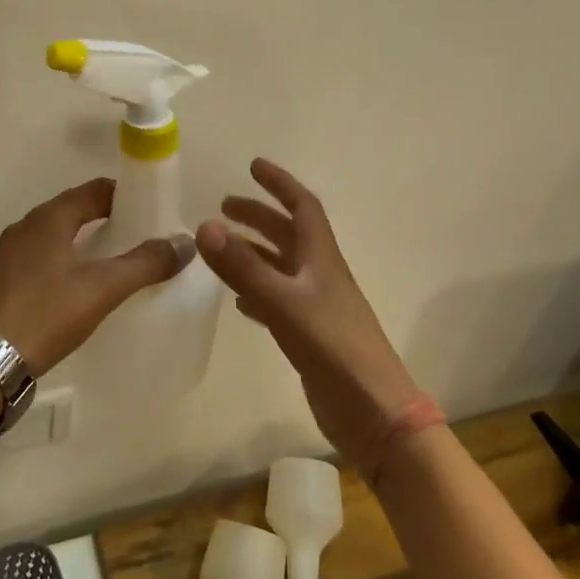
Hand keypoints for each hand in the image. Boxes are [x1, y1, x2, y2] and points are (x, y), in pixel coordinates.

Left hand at [0, 178, 192, 376]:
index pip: (94, 190)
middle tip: (138, 235)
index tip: (150, 209)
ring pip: (56, 233)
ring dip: (84, 238)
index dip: (124, 194)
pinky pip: (42, 255)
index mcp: (49, 218)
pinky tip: (78, 284)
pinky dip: (66, 258)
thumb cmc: (45, 314)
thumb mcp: (102, 289)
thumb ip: (144, 264)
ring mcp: (10, 253)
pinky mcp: (2, 279)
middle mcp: (26, 226)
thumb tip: (184, 244)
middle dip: (106, 217)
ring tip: (113, 259)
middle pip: (74, 209)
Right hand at [196, 159, 420, 473]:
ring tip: (221, 249)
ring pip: (281, 267)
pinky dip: (256, 292)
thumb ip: (243, 266)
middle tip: (224, 207)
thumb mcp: (283, 302)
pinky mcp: (310, 336)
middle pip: (288, 233)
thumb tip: (205, 225)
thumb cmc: (333, 348)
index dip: (279, 183)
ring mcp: (316, 306)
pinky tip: (238, 300)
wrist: (374, 412)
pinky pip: (278, 301)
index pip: (302, 206)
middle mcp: (320, 275)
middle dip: (258, 216)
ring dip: (254, 252)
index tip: (253, 166)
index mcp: (321, 258)